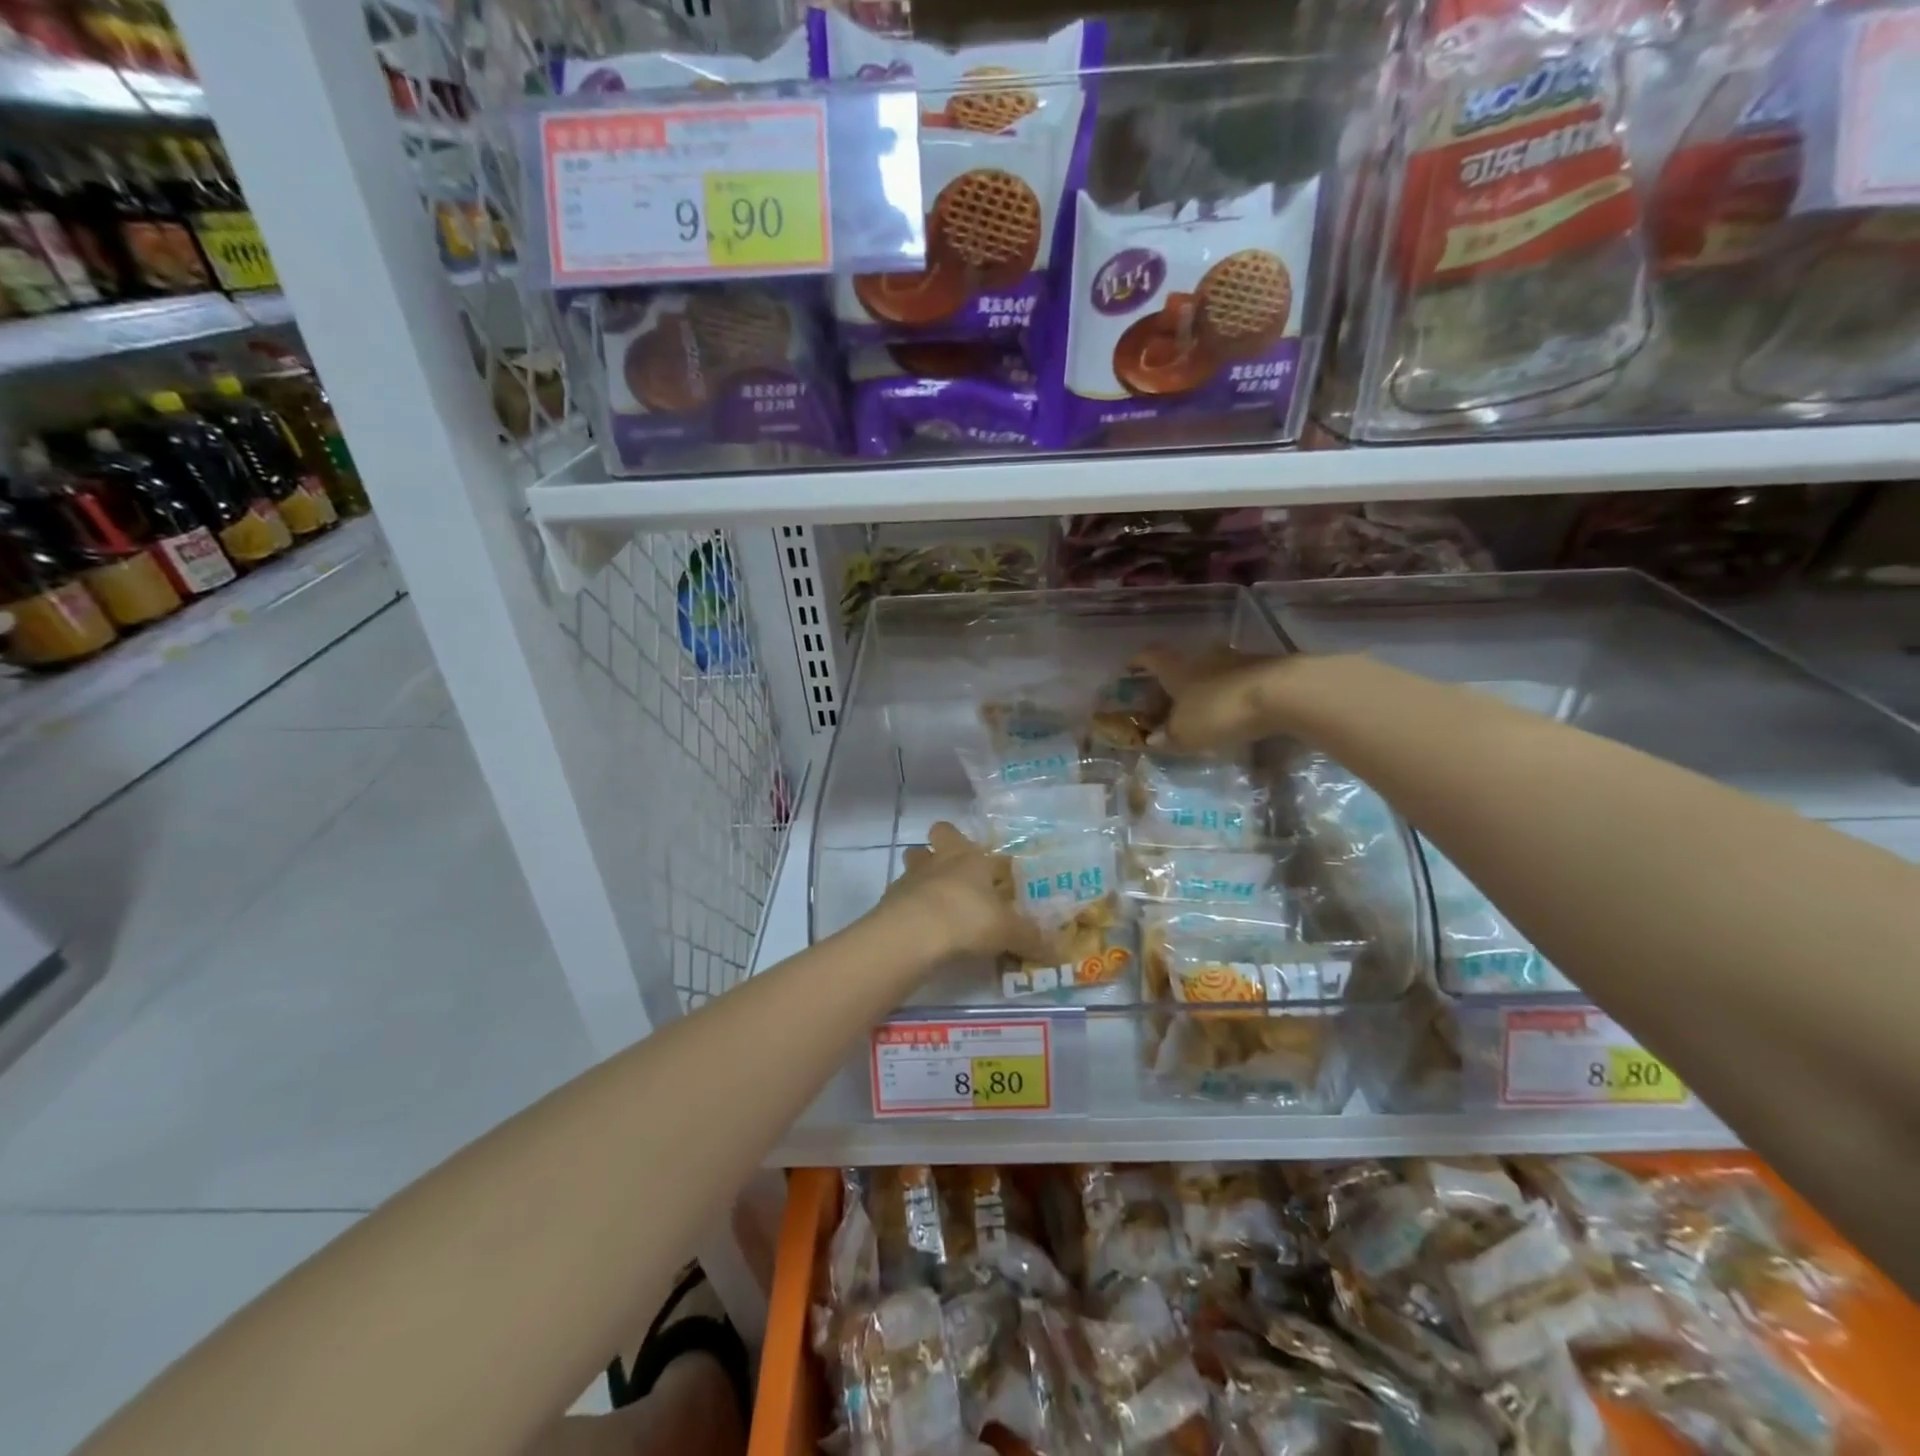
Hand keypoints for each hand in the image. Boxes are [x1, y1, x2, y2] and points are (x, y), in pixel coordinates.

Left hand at [886, 822, 1050, 962]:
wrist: (912, 933)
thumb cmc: (967, 919)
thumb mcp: (1008, 932)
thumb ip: (1031, 938)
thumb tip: (1058, 950)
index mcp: (972, 859)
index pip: (985, 848)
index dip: (993, 861)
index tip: (1000, 877)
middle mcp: (942, 859)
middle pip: (940, 834)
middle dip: (945, 845)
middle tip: (958, 872)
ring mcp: (912, 876)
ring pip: (915, 858)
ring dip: (923, 871)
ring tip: (935, 898)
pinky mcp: (890, 898)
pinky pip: (901, 893)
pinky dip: (909, 903)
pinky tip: (919, 924)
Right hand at [1134, 644, 1286, 752]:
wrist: (1282, 693)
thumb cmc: (1219, 710)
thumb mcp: (1186, 733)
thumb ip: (1168, 736)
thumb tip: (1153, 738)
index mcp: (1177, 668)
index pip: (1150, 657)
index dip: (1138, 662)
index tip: (1130, 668)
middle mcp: (1203, 657)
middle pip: (1184, 662)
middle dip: (1175, 678)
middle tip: (1169, 697)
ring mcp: (1237, 659)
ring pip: (1213, 670)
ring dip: (1206, 685)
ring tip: (1204, 707)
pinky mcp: (1265, 669)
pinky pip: (1239, 680)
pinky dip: (1232, 693)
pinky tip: (1234, 711)